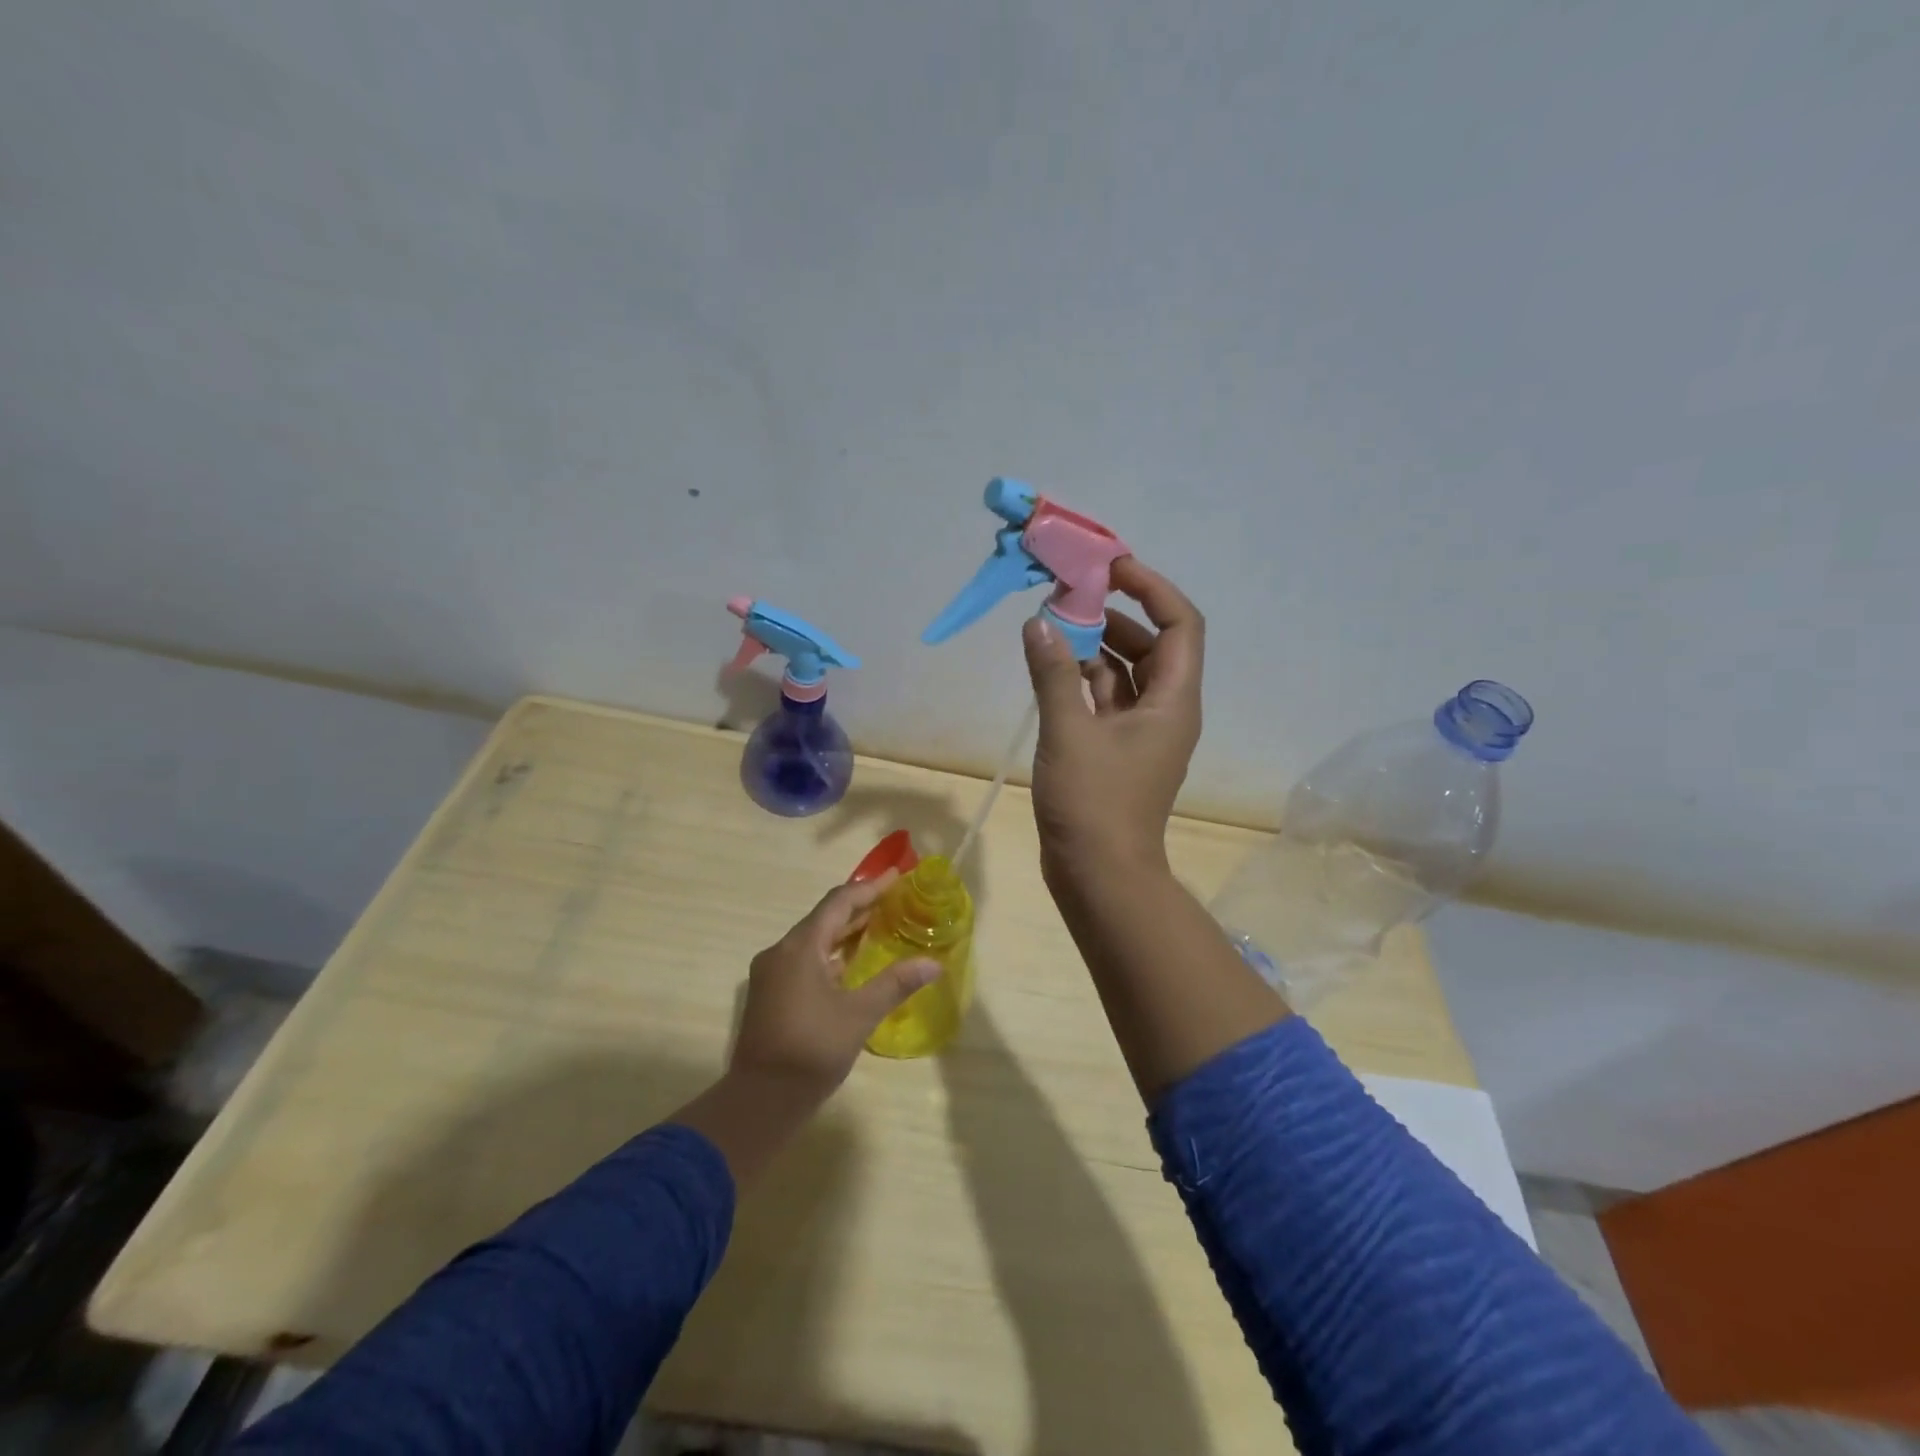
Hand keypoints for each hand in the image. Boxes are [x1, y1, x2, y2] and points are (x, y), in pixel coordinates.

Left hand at [731, 872, 939, 1104]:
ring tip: (879, 927)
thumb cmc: (811, 1050)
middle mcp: (781, 952)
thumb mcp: (859, 1015)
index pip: (839, 903)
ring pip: (813, 940)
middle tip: (894, 901)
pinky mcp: (770, 994)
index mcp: (800, 947)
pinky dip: (831, 955)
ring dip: (844, 933)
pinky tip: (852, 966)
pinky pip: (805, 960)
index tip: (896, 877)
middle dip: (859, 908)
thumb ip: (895, 983)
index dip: (869, 887)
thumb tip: (933, 963)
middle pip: (824, 918)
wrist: (759, 1101)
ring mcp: (771, 974)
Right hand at [1023, 557, 1204, 886]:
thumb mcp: (1069, 732)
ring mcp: (1141, 733)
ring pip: (1126, 672)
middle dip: (1117, 613)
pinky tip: (1051, 666)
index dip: (1152, 587)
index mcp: (1172, 700)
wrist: (1099, 876)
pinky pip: (1106, 700)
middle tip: (1072, 593)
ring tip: (1054, 623)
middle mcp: (1165, 710)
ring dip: (1095, 646)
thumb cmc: (1093, 804)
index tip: (1112, 567)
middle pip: (1153, 644)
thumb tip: (1037, 623)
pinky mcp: (1117, 751)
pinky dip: (1083, 679)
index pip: (1181, 624)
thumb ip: (1053, 673)